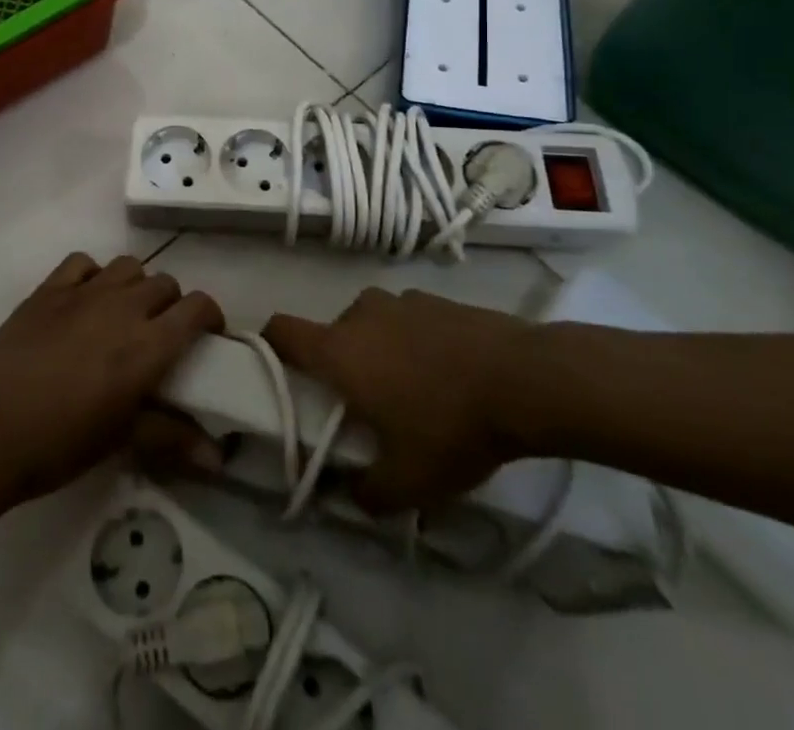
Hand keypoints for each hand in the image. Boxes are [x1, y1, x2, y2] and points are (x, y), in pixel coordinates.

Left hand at [0, 253, 222, 508]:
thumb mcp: (120, 441)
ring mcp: (83, 291)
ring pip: (128, 266)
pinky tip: (84, 301)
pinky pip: (83, 263)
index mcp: (147, 344)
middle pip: (165, 283)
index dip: (210, 317)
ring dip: (135, 286)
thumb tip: (219, 458)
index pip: (197, 307)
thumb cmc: (58, 444)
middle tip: (161, 336)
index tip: (208, 338)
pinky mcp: (48, 289)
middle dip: (172, 305)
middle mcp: (122, 306)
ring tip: (123, 316)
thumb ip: (171, 437)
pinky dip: (93, 275)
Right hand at [264, 287, 546, 513]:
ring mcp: (401, 300)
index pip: (282, 331)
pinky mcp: (437, 299)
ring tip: (414, 392)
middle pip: (332, 334)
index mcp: (339, 349)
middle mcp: (361, 313)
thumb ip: (366, 493)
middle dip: (340, 367)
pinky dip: (414, 342)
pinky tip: (448, 375)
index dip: (269, 346)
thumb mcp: (407, 483)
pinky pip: (408, 321)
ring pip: (372, 325)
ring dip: (379, 352)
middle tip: (366, 408)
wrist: (524, 379)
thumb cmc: (449, 426)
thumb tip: (348, 493)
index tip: (277, 372)